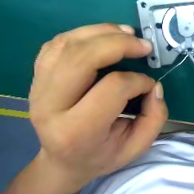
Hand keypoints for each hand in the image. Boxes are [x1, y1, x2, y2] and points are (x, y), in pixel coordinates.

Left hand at [0, 23, 168, 193]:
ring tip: (127, 33)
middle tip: (144, 45)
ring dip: (103, 32)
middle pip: (82, 58)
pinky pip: (58, 43)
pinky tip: (105, 37)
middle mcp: (50, 106)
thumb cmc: (103, 154)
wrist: (64, 160)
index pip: (113, 87)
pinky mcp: (38, 76)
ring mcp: (38, 88)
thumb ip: (155, 117)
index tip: (150, 85)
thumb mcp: (138, 146)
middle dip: (120, 44)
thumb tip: (154, 86)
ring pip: (68, 44)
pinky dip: (85, 33)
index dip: (139, 81)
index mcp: (78, 130)